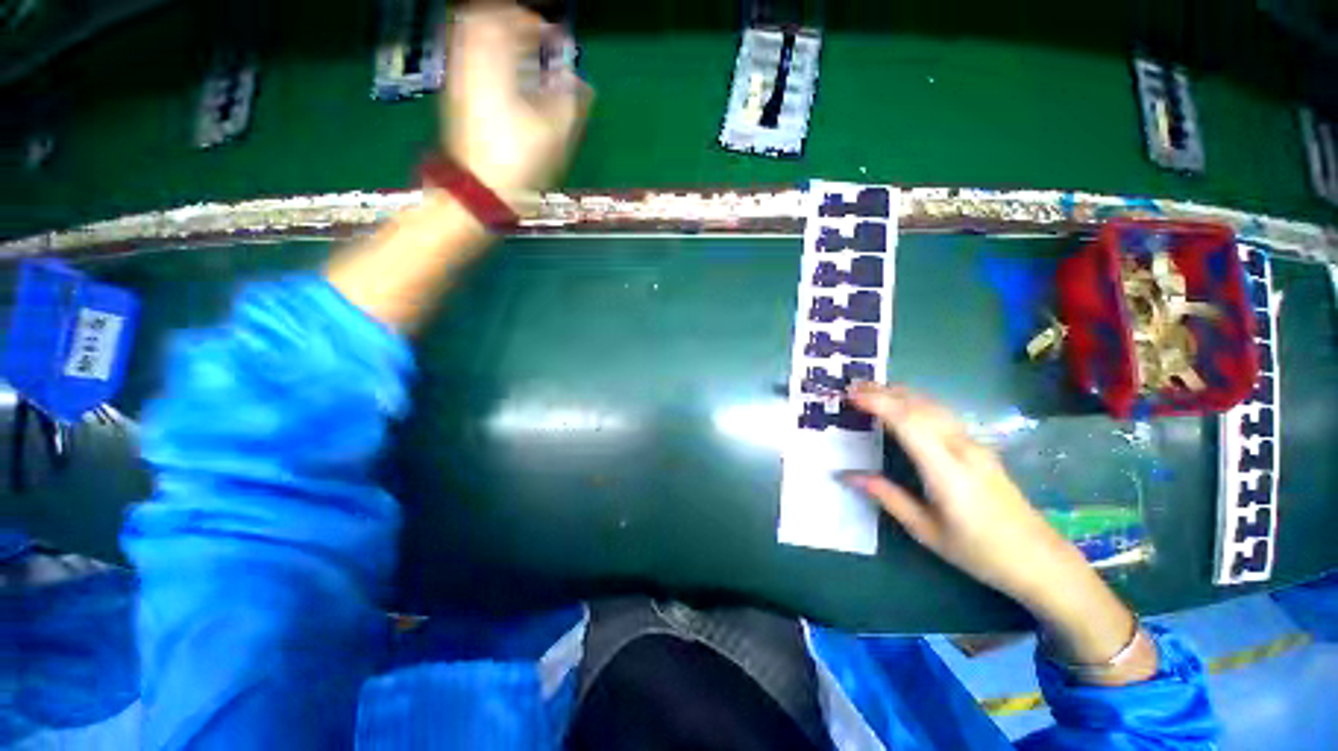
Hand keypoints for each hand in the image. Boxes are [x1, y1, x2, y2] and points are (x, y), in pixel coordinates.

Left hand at [444, 4, 592, 202]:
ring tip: (521, 54)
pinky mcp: (455, 96)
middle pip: (483, 20)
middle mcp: (470, 63)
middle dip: (513, 23)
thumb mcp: (553, 136)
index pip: (512, 22)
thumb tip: (583, 85)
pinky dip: (487, 56)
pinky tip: (504, 76)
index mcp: (496, 67)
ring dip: (498, 37)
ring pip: (471, 36)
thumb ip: (570, 102)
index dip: (537, 25)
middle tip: (535, 38)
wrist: (478, 191)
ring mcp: (458, 79)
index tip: (555, 38)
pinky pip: (467, 57)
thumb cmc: (518, 163)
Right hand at [846, 383, 1155, 682]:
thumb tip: (847, 475)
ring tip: (870, 389)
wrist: (1040, 559)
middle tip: (851, 386)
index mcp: (946, 470)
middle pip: (920, 406)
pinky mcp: (979, 447)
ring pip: (933, 405)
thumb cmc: (979, 551)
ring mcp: (974, 444)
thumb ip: (887, 496)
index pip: (908, 423)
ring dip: (900, 392)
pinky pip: (942, 414)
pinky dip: (916, 401)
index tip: (850, 395)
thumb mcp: (926, 530)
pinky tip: (904, 404)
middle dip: (884, 392)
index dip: (878, 404)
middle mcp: (961, 448)